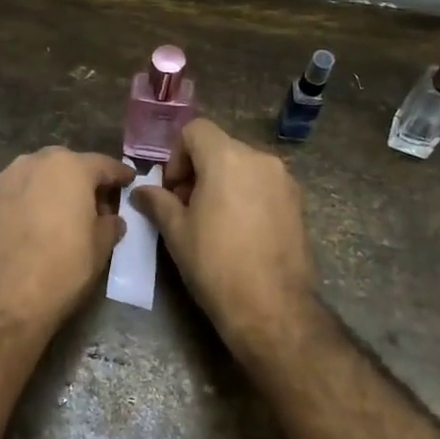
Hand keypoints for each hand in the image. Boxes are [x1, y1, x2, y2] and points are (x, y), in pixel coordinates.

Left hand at [0, 148, 136, 331]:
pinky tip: (33, 226)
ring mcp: (5, 179)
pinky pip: (16, 194)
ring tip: (61, 216)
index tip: (129, 181)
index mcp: (70, 167)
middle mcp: (35, 162)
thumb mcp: (100, 249)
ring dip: (52, 190)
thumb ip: (110, 224)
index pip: (103, 164)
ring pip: (38, 177)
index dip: (119, 175)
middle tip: (94, 204)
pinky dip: (28, 203)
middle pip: (67, 165)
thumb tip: (110, 219)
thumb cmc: (60, 270)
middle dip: (82, 180)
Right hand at [131, 118, 317, 354]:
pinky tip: (240, 232)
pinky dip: (246, 195)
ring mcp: (284, 180)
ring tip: (214, 221)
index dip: (177, 155)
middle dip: (198, 170)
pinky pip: (263, 185)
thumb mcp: (177, 232)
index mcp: (227, 158)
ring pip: (243, 166)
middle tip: (187, 207)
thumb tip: (141, 191)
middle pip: (220, 147)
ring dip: (223, 182)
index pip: (195, 130)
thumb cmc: (216, 265)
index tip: (174, 189)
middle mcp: (260, 159)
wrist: (273, 308)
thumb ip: (158, 202)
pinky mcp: (298, 203)